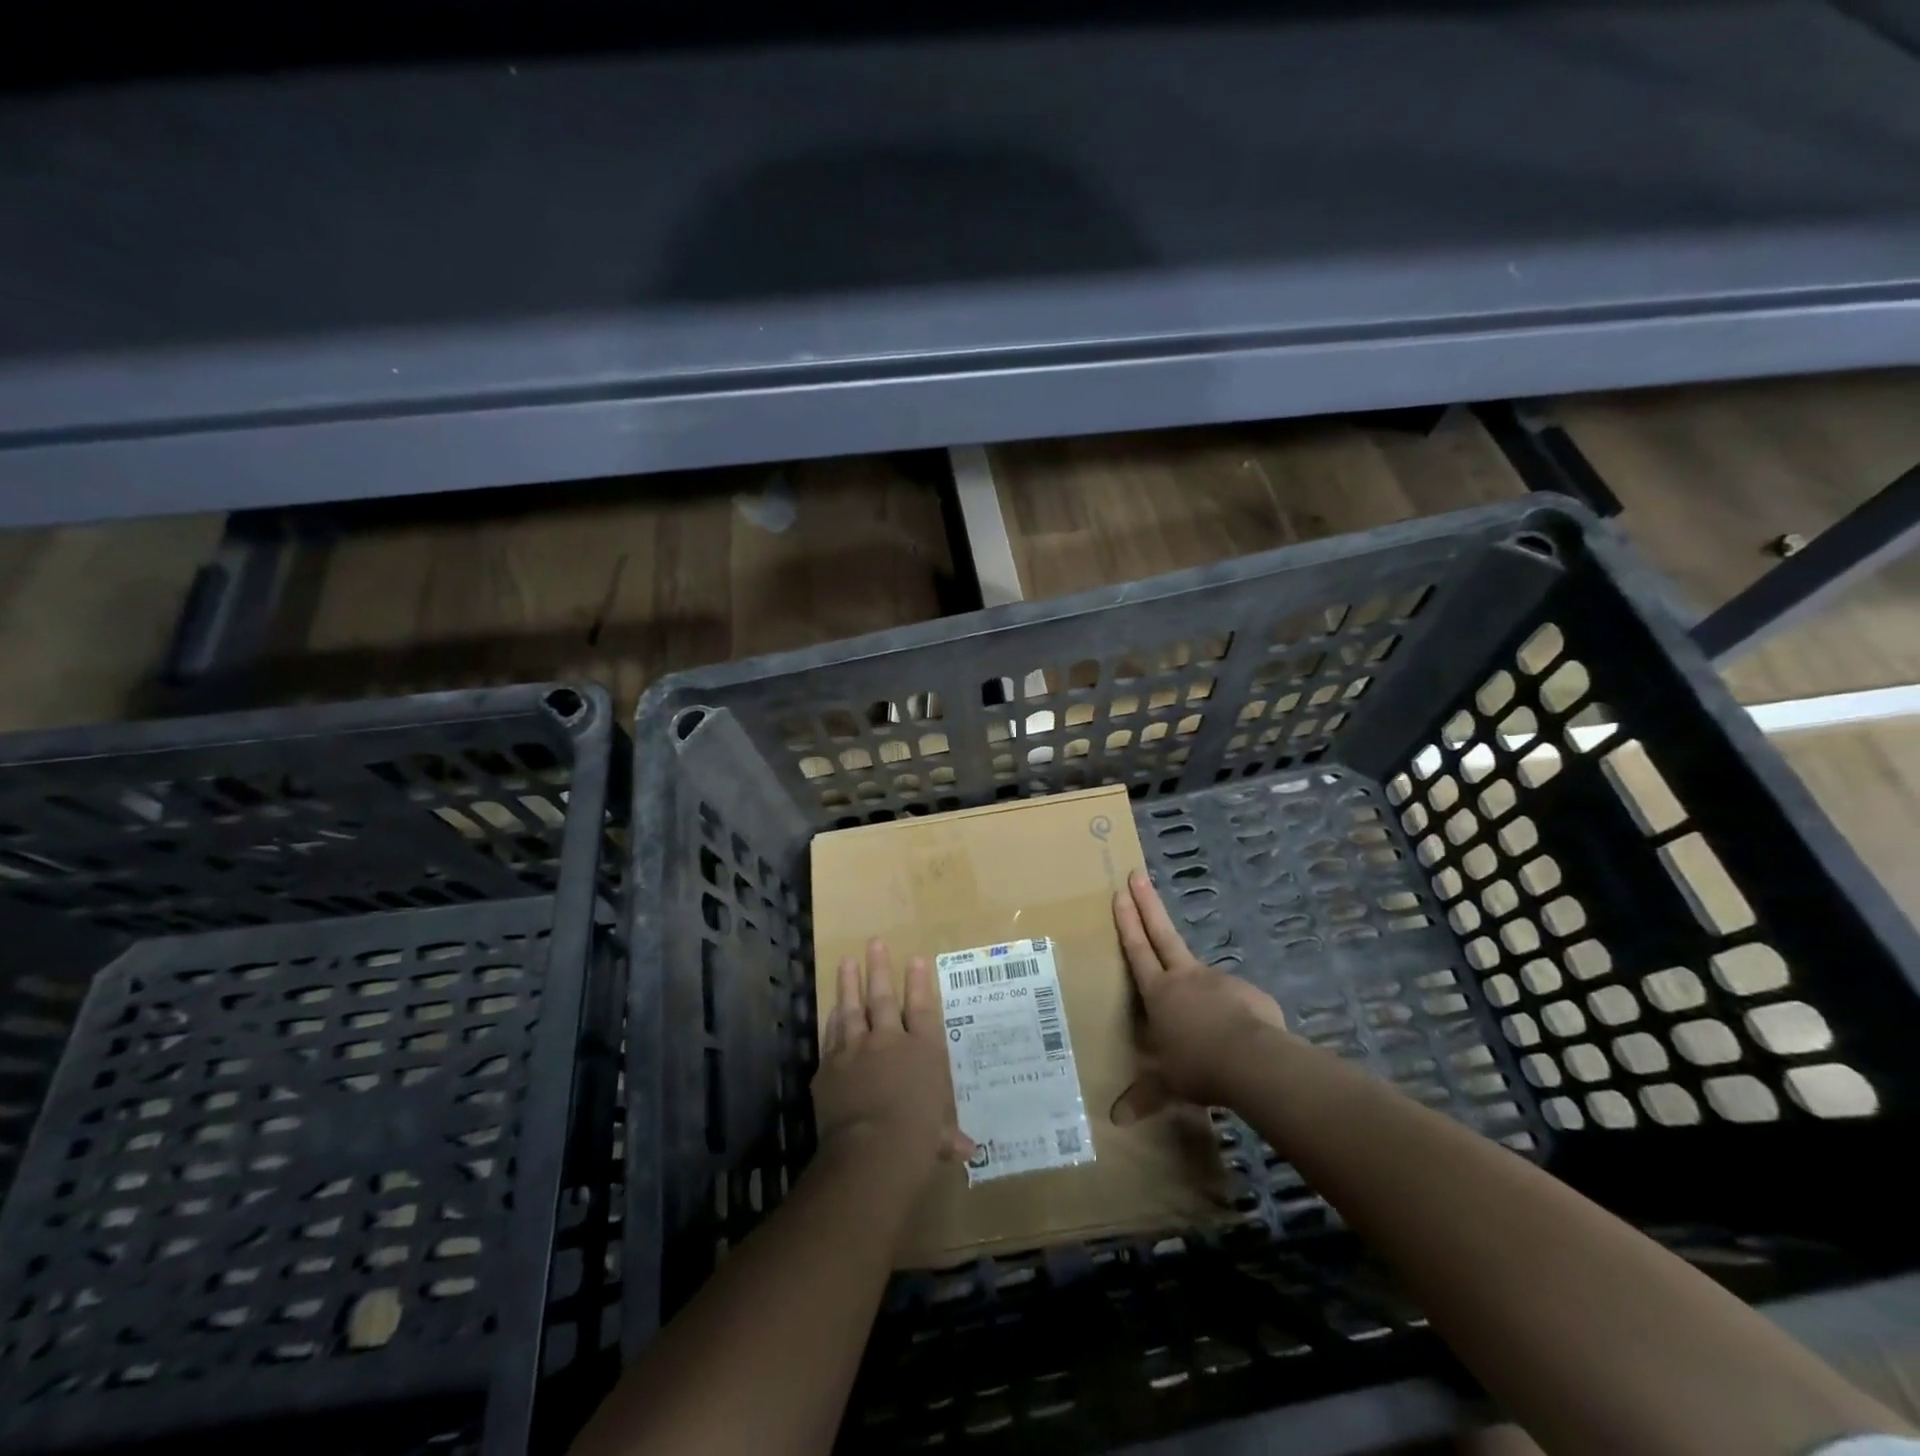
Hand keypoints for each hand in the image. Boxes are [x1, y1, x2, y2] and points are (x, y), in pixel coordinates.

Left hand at [815, 939, 972, 1173]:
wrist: (871, 1150)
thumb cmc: (917, 1140)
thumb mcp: (938, 1137)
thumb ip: (946, 1135)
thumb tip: (966, 1150)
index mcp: (923, 1052)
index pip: (922, 1009)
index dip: (919, 983)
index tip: (915, 958)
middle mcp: (889, 1041)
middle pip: (884, 998)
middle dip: (879, 968)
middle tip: (874, 942)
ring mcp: (856, 1050)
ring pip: (852, 1008)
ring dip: (849, 984)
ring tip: (847, 961)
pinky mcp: (829, 1067)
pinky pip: (831, 1036)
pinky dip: (832, 1020)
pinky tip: (832, 1009)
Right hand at [1114, 869, 1287, 1106]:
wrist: (1254, 1062)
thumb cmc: (1199, 1067)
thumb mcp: (1168, 1085)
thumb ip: (1144, 1097)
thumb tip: (1115, 1120)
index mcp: (1160, 992)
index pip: (1137, 949)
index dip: (1127, 921)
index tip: (1120, 892)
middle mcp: (1186, 977)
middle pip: (1162, 933)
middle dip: (1147, 904)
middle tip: (1137, 874)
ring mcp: (1219, 981)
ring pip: (1202, 975)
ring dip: (1198, 984)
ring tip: (1203, 1020)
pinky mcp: (1250, 993)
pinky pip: (1235, 1001)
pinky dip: (1231, 1012)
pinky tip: (1236, 1037)